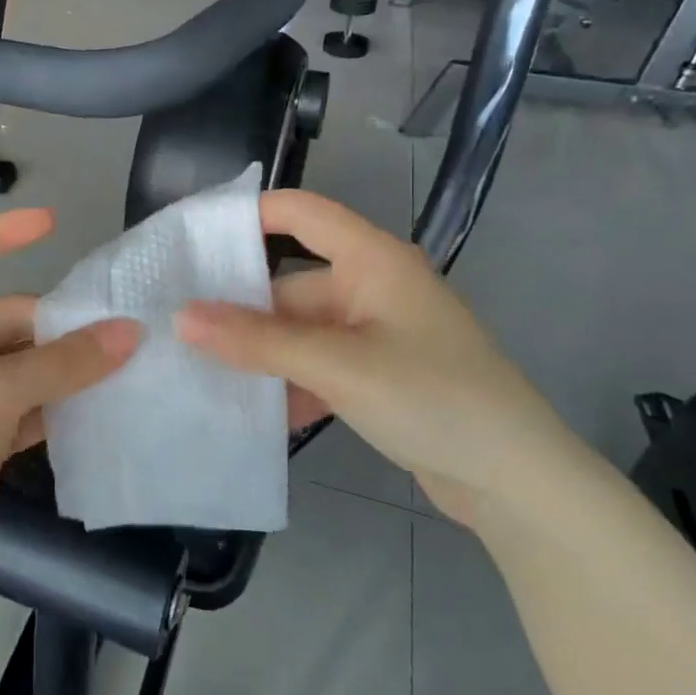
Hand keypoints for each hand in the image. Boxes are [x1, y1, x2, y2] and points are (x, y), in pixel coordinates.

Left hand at [0, 207, 138, 596]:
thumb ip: (63, 363)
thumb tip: (128, 332)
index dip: (0, 234)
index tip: (51, 223)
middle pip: (11, 319)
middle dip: (60, 326)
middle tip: (122, 330)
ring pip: (28, 365)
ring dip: (69, 367)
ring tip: (127, 363)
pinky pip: (34, 405)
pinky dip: (63, 404)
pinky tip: (104, 405)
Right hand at [175, 191, 590, 525]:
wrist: (518, 482)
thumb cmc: (433, 398)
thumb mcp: (338, 365)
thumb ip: (257, 341)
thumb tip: (181, 317)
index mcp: (371, 260)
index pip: (299, 212)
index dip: (245, 215)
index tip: (188, 240)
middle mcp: (371, 287)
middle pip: (289, 282)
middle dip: (239, 309)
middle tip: (177, 329)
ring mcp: (374, 334)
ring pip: (298, 331)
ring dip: (259, 354)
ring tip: (199, 372)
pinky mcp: (376, 375)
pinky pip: (317, 366)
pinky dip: (288, 383)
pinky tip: (250, 411)